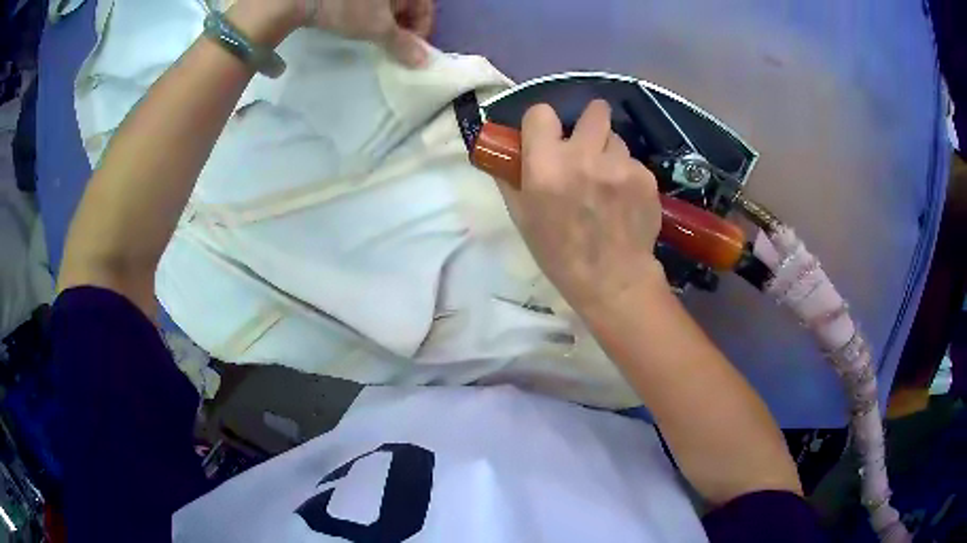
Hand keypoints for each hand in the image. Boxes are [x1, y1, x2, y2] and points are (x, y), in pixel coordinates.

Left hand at [300, 0, 433, 66]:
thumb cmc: (348, 7)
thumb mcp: (377, 27)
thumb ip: (402, 44)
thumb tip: (423, 63)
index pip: (425, 8)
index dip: (421, 31)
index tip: (412, 52)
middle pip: (407, 6)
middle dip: (404, 28)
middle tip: (394, 49)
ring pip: (388, 5)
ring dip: (387, 23)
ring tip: (376, 40)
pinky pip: (370, 4)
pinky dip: (371, 16)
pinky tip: (360, 27)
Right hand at [498, 100, 666, 315]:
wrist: (613, 280)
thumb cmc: (559, 253)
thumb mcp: (522, 218)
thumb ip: (511, 178)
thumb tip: (505, 151)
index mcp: (545, 167)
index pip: (542, 113)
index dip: (543, 124)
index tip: (549, 136)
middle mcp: (583, 157)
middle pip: (594, 111)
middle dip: (591, 123)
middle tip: (589, 144)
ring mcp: (619, 166)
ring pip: (616, 139)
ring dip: (610, 153)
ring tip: (608, 183)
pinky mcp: (645, 177)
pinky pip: (633, 163)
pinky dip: (629, 175)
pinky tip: (625, 201)